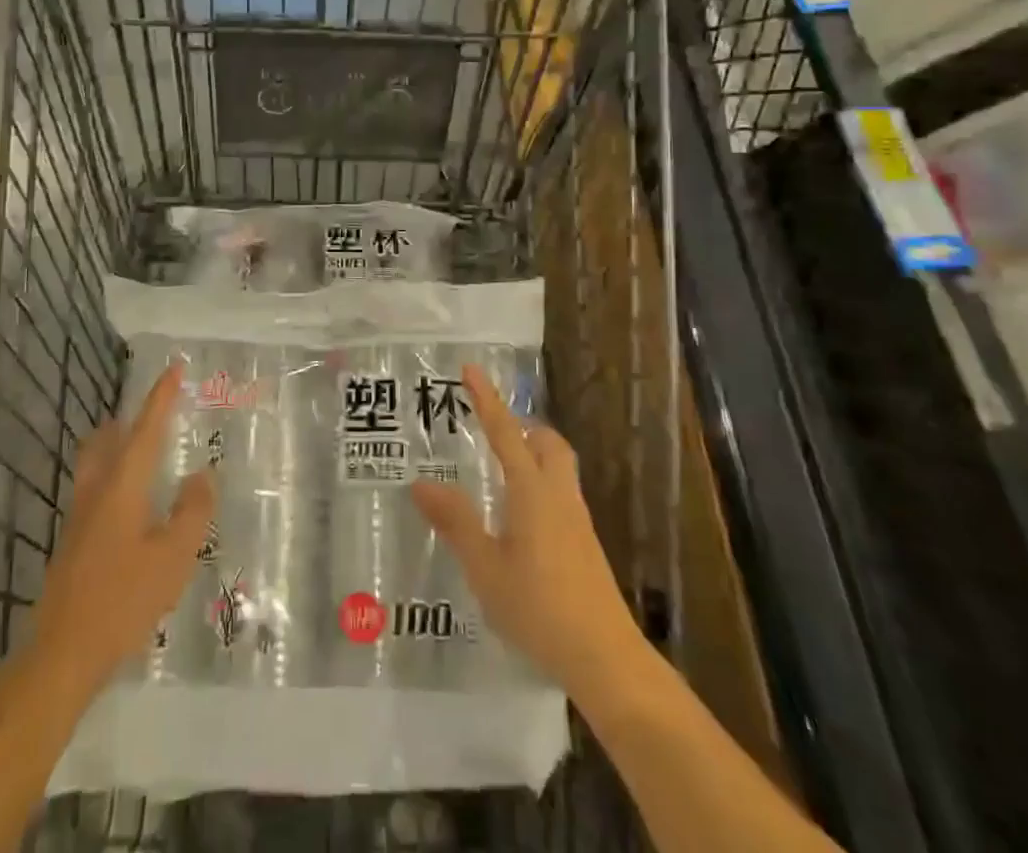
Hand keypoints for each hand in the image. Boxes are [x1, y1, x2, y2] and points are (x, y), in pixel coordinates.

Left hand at [27, 364, 215, 693]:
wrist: (61, 654)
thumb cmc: (123, 600)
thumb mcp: (173, 558)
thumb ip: (192, 512)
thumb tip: (202, 475)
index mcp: (122, 486)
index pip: (145, 428)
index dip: (161, 396)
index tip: (174, 368)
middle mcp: (96, 491)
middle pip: (108, 438)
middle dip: (131, 418)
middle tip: (158, 412)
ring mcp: (78, 516)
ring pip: (96, 463)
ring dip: (118, 445)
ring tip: (145, 449)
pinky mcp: (72, 541)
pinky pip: (95, 487)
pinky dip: (114, 474)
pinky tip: (131, 502)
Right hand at [412, 364, 644, 702]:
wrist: (605, 658)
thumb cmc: (539, 608)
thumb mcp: (485, 568)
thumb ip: (455, 522)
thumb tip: (421, 483)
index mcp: (531, 491)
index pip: (506, 432)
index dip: (487, 399)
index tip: (472, 369)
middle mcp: (558, 495)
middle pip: (547, 442)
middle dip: (522, 426)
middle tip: (491, 429)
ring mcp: (577, 520)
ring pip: (559, 466)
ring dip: (533, 454)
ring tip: (501, 470)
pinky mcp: (585, 544)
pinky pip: (561, 493)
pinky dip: (540, 483)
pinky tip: (520, 517)